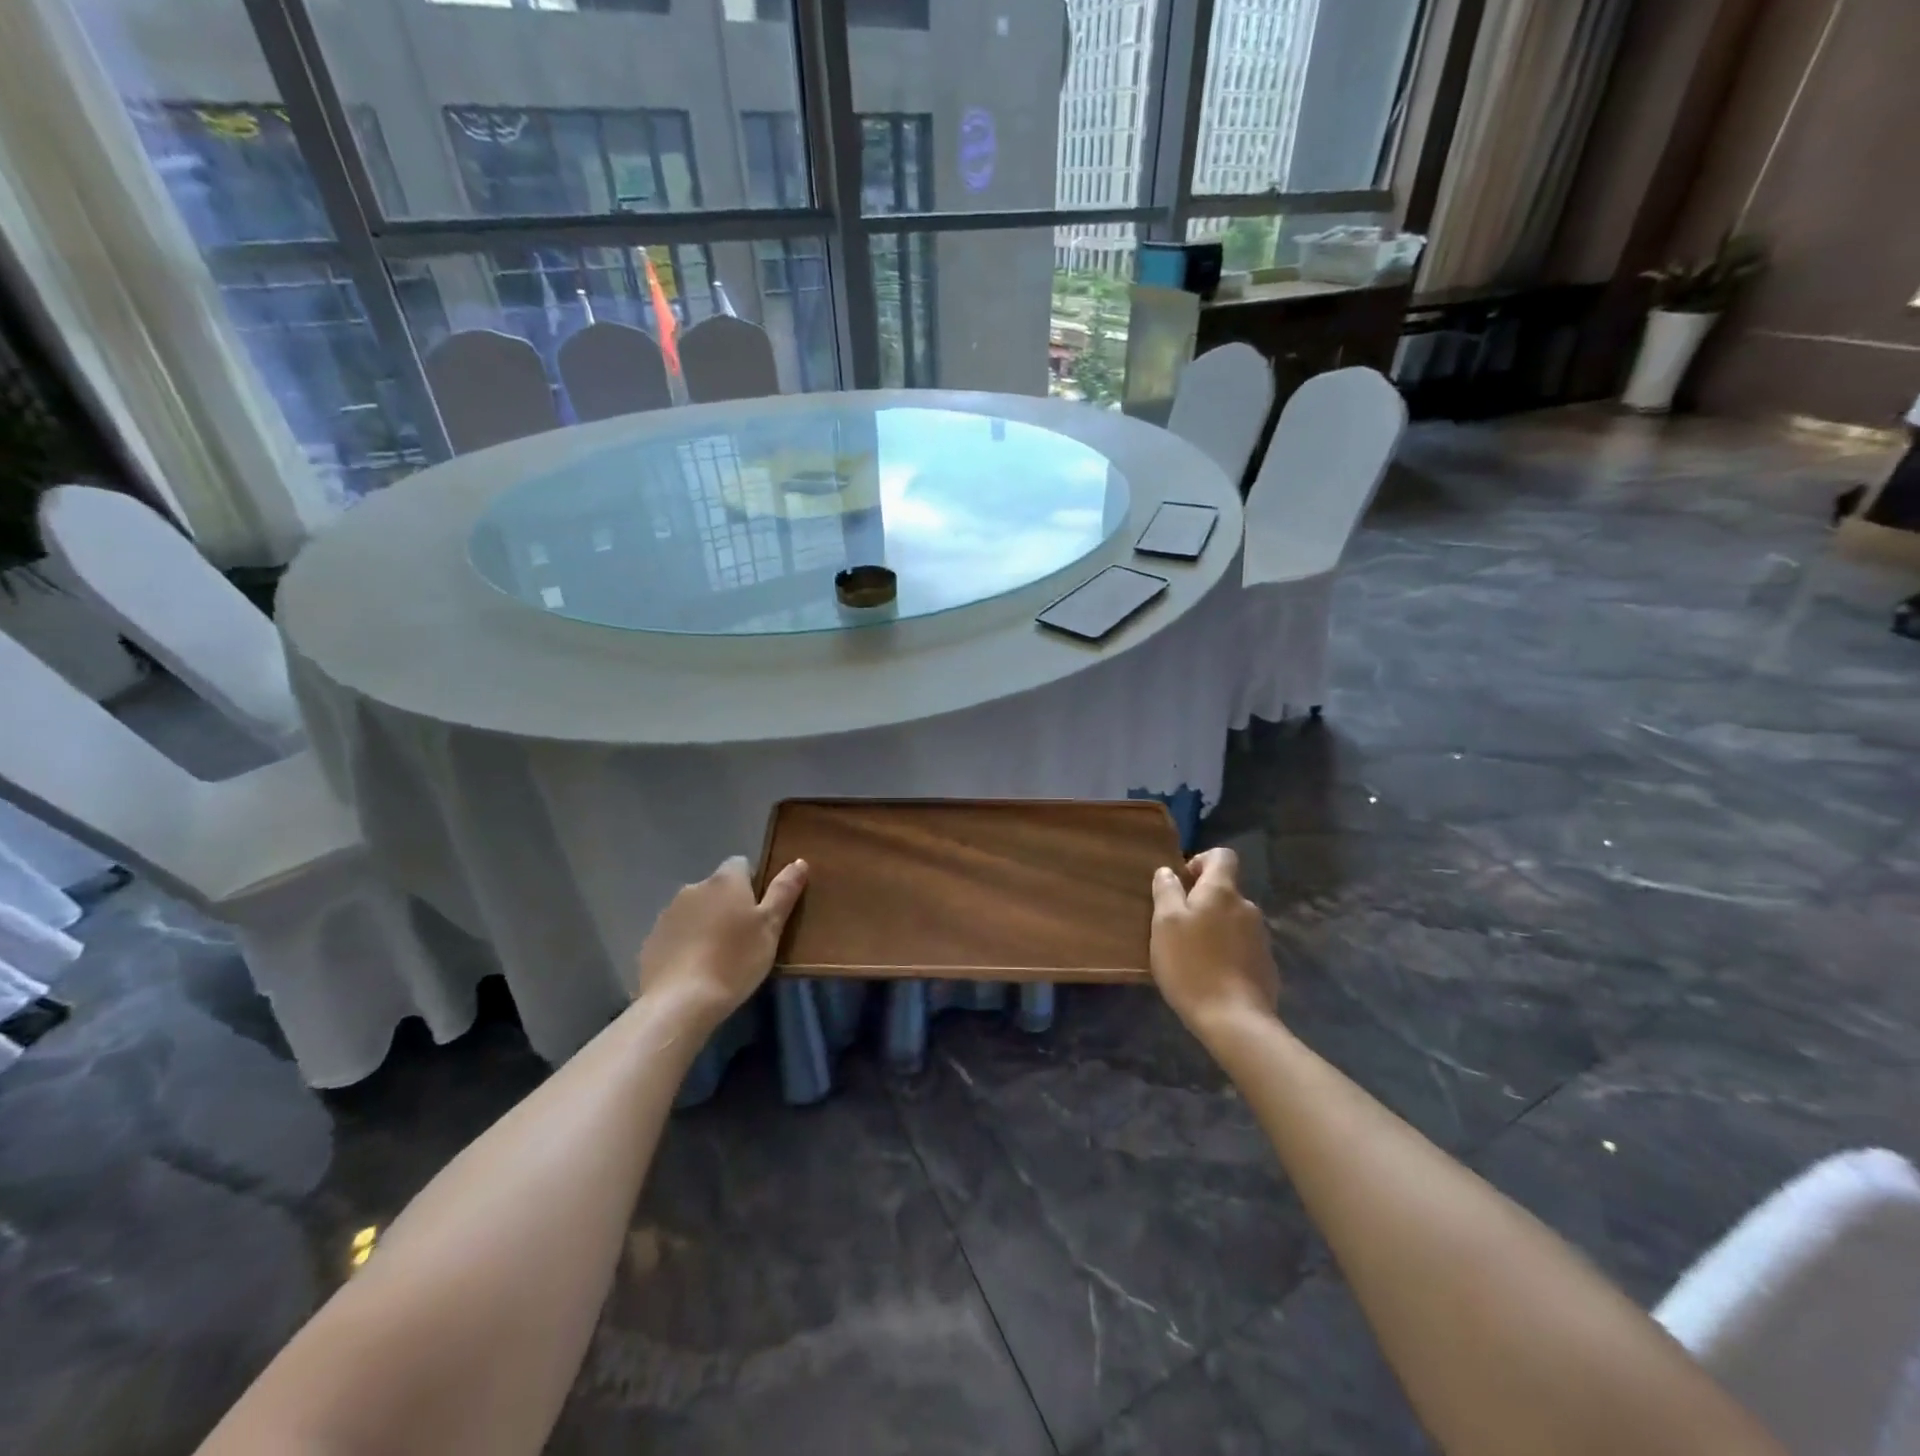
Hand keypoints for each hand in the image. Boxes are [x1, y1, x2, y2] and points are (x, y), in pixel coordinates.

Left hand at [637, 856, 807, 1031]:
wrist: (679, 1003)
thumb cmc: (735, 961)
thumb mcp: (771, 928)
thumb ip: (784, 892)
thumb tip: (799, 861)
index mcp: (725, 881)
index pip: (741, 864)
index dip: (753, 884)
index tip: (761, 911)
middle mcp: (693, 888)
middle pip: (717, 889)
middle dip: (728, 905)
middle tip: (744, 938)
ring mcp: (667, 914)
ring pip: (695, 911)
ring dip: (706, 924)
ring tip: (718, 957)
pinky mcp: (651, 941)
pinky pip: (676, 934)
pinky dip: (686, 944)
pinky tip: (694, 970)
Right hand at [1149, 847, 1280, 1039]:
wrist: (1234, 1019)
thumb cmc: (1191, 965)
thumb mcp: (1165, 925)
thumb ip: (1166, 892)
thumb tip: (1168, 871)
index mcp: (1222, 891)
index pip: (1222, 856)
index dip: (1201, 861)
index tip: (1183, 882)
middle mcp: (1247, 907)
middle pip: (1225, 891)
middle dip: (1203, 901)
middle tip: (1178, 927)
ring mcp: (1261, 936)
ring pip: (1233, 919)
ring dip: (1215, 928)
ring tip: (1193, 954)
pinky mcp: (1266, 963)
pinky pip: (1242, 945)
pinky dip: (1227, 951)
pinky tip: (1212, 974)